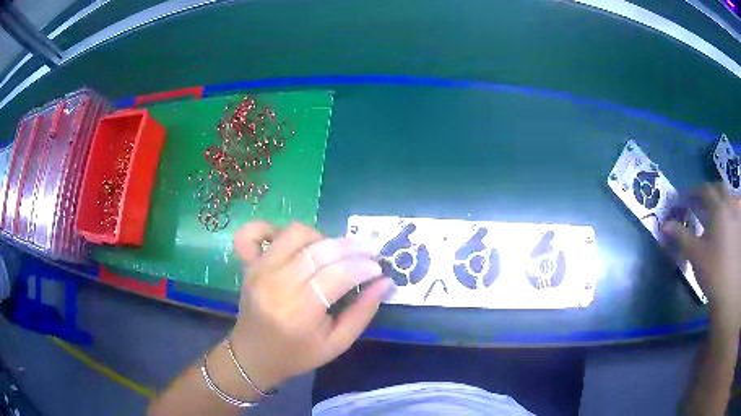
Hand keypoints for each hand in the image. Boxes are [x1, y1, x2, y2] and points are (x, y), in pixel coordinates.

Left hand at [228, 221, 390, 391]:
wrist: (254, 354)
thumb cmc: (297, 355)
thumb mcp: (337, 344)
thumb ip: (362, 313)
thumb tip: (385, 282)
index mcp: (297, 313)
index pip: (336, 276)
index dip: (362, 267)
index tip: (378, 268)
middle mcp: (275, 285)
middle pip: (318, 251)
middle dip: (351, 248)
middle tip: (367, 255)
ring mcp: (258, 270)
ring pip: (295, 233)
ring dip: (322, 237)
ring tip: (334, 253)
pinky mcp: (249, 264)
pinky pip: (255, 231)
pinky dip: (273, 228)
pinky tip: (293, 242)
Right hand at [666, 184, 740, 328]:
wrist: (728, 293)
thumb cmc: (712, 272)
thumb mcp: (695, 254)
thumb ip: (681, 236)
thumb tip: (664, 225)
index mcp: (718, 208)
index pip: (705, 190)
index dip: (693, 191)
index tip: (684, 198)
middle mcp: (730, 207)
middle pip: (720, 188)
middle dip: (710, 191)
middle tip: (701, 201)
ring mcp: (737, 218)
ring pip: (730, 198)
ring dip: (721, 200)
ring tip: (715, 212)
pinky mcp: (740, 231)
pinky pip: (736, 211)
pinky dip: (730, 212)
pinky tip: (727, 224)